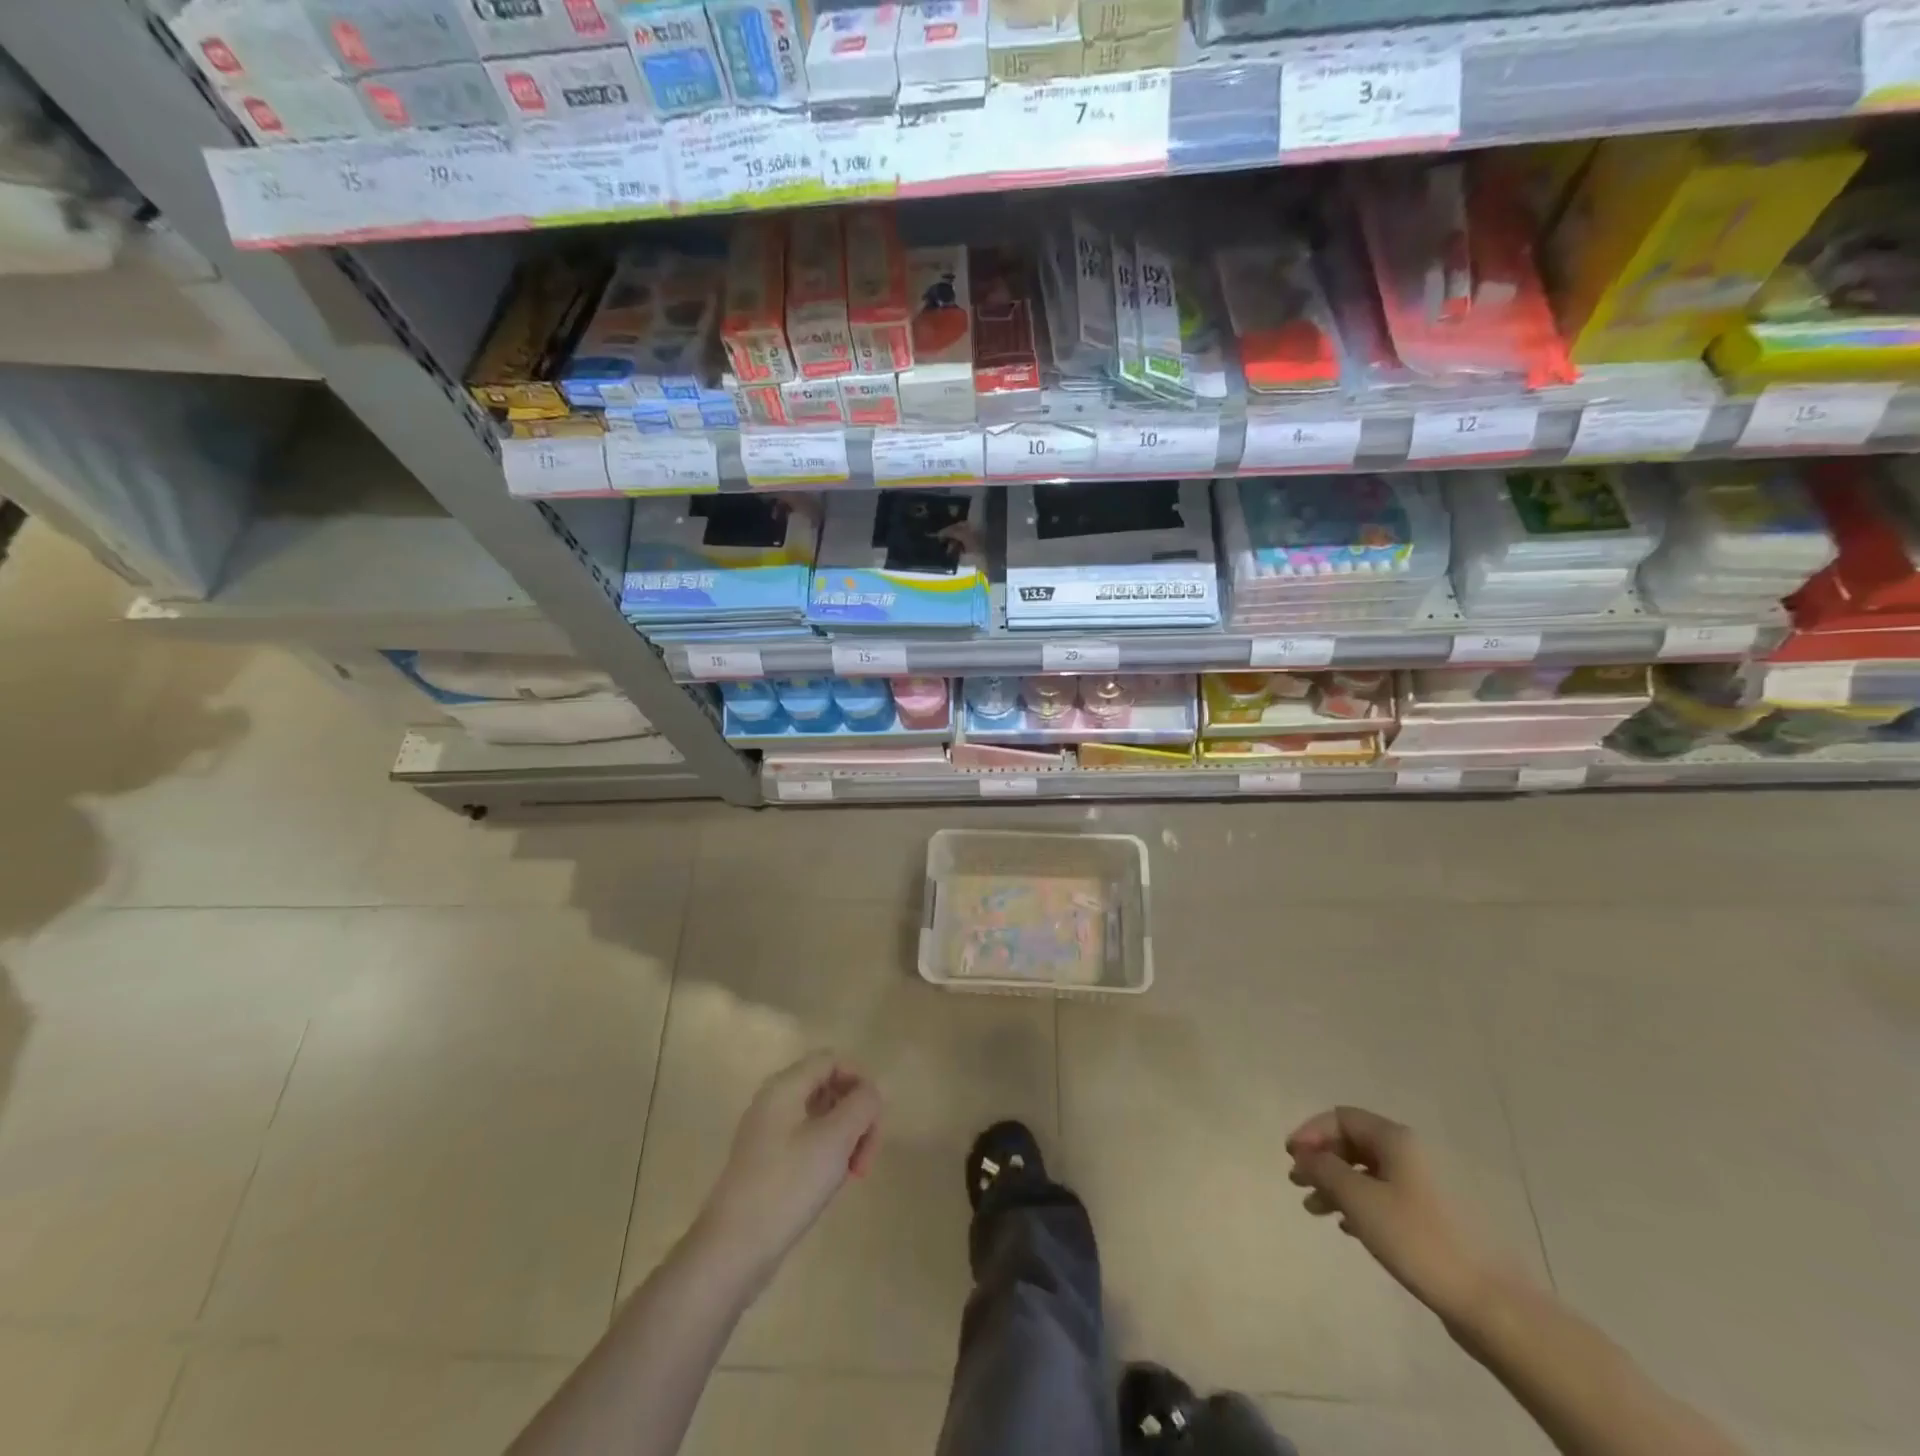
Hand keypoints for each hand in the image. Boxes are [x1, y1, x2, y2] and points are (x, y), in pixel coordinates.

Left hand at [693, 1053, 881, 1288]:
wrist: (733, 1250)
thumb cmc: (787, 1185)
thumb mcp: (835, 1139)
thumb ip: (861, 1105)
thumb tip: (871, 1092)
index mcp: (785, 1086)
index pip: (832, 1060)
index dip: (859, 1080)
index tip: (875, 1118)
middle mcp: (773, 1101)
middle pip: (828, 1088)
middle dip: (856, 1116)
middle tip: (866, 1156)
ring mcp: (767, 1133)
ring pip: (820, 1118)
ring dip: (844, 1138)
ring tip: (852, 1173)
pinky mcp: (766, 1162)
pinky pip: (806, 1141)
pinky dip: (827, 1154)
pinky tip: (832, 1183)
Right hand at [1286, 1106, 1489, 1319]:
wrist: (1494, 1304)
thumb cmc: (1419, 1241)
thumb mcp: (1360, 1200)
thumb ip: (1325, 1170)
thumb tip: (1305, 1154)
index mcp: (1397, 1140)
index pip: (1342, 1117)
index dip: (1311, 1132)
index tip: (1291, 1158)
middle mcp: (1414, 1153)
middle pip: (1355, 1143)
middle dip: (1322, 1160)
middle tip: (1298, 1184)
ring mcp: (1429, 1187)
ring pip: (1369, 1172)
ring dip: (1337, 1185)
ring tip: (1316, 1210)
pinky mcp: (1437, 1218)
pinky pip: (1387, 1196)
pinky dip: (1361, 1203)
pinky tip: (1349, 1227)